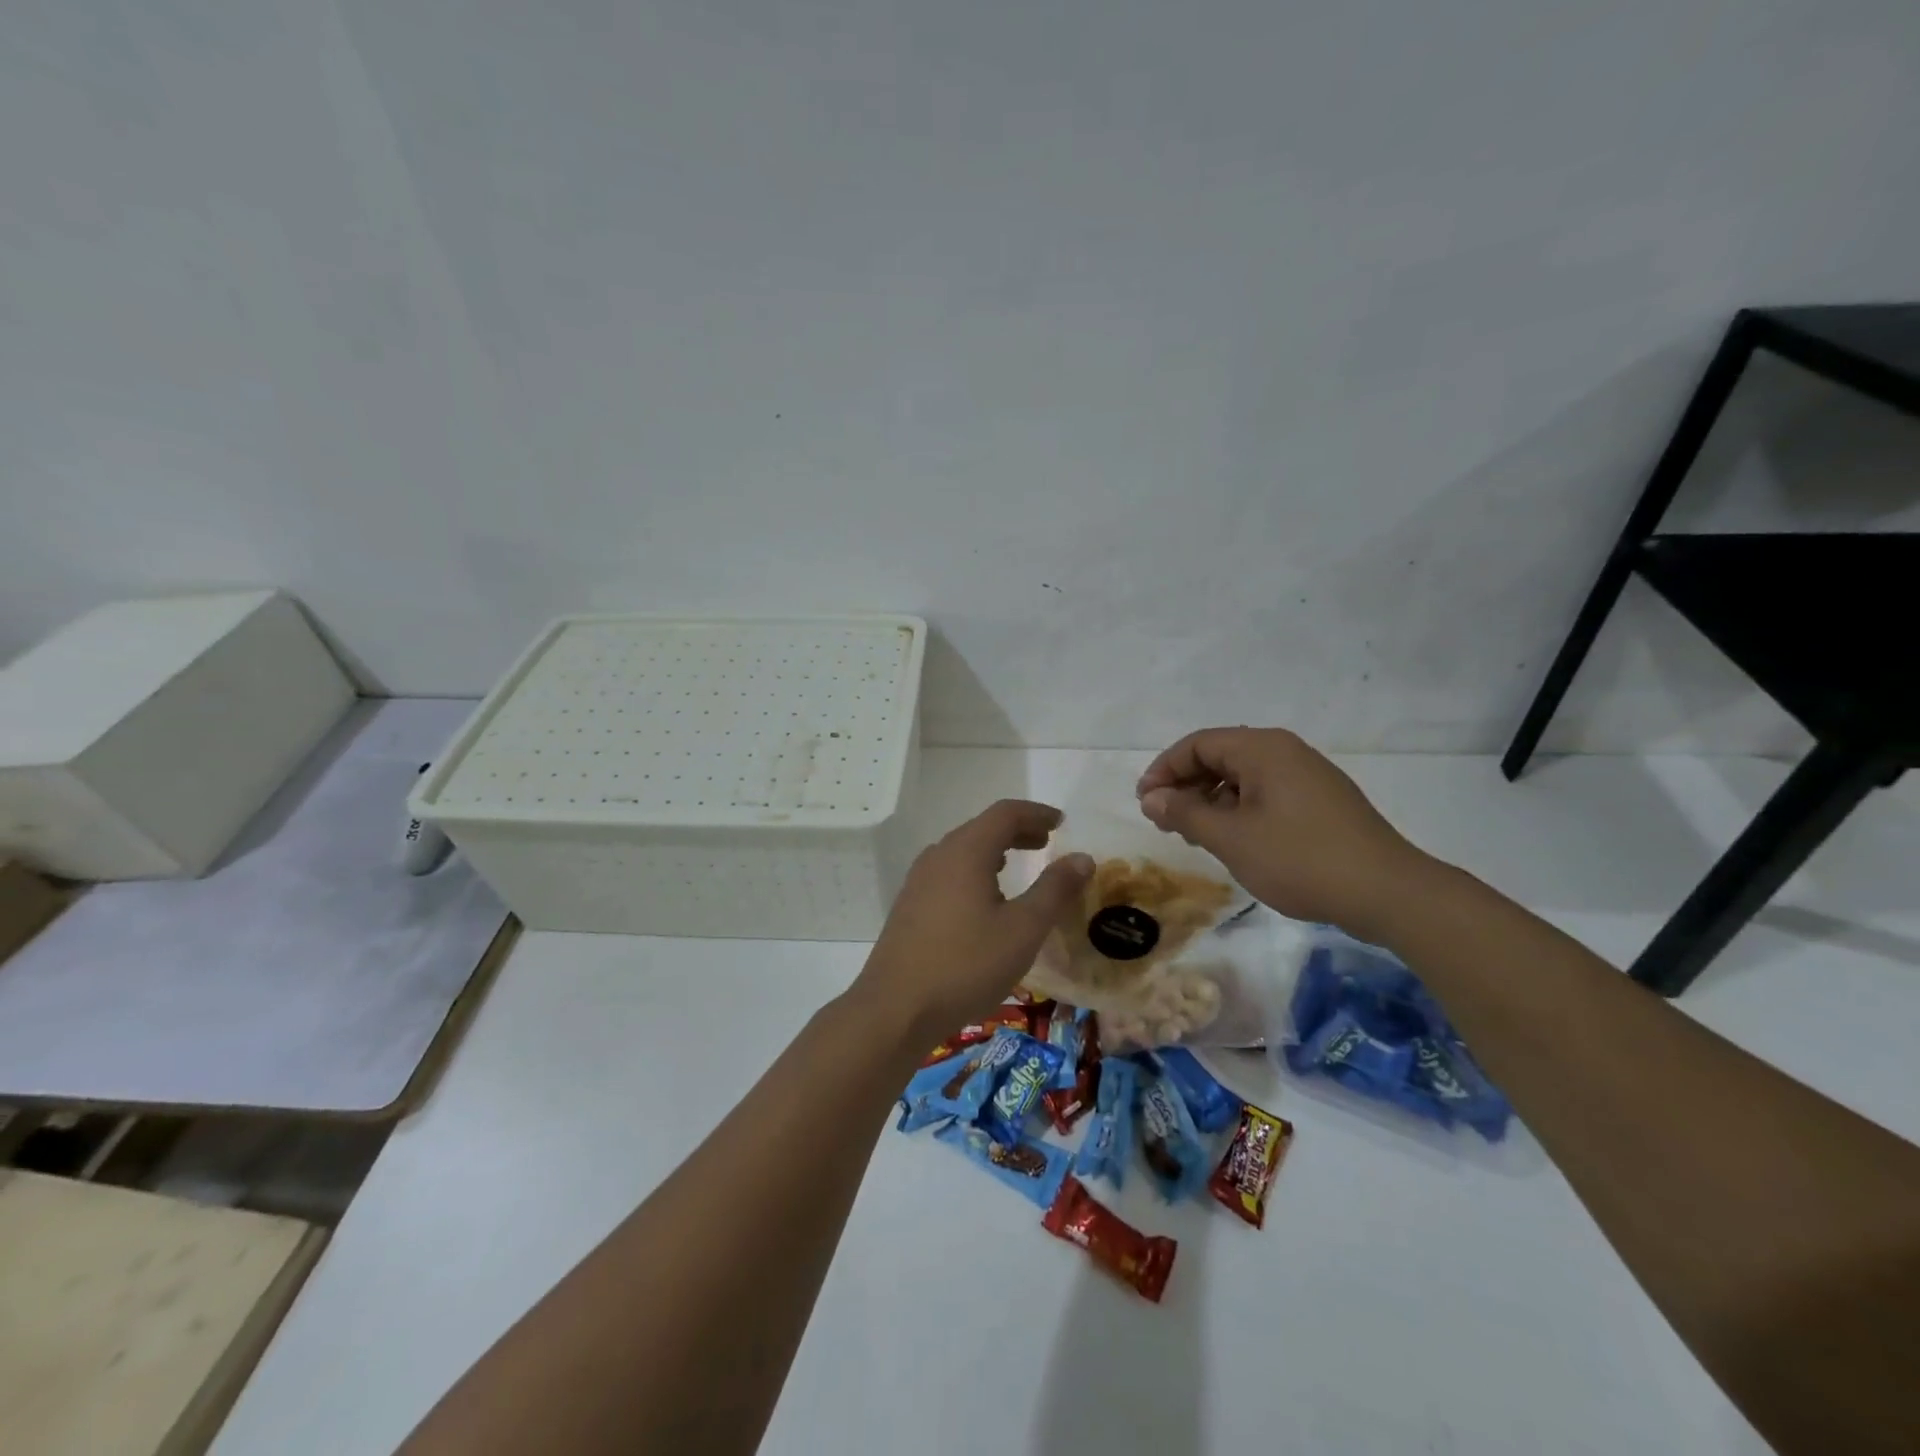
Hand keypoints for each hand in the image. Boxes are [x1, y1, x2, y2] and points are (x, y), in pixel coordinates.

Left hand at [853, 800, 1092, 1039]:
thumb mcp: (1023, 929)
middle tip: (1046, 843)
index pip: (1005, 813)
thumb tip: (1082, 857)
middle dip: (1017, 831)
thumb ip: (1054, 889)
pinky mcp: (910, 905)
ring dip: (994, 850)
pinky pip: (948, 871)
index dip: (1036, 813)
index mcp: (966, 851)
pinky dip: (974, 870)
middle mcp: (938, 856)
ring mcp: (919, 880)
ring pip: (962, 850)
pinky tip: (983, 899)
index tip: (1061, 823)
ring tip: (1017, 866)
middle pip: (982, 828)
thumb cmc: (966, 965)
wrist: (895, 1008)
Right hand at [1136, 727, 1430, 938]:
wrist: (1388, 892)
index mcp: (1262, 749)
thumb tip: (1152, 798)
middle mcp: (1285, 751)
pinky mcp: (1321, 800)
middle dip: (1186, 786)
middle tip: (1165, 822)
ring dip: (1210, 800)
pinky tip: (1233, 840)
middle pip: (1220, 756)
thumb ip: (1185, 814)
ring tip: (1194, 836)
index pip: (1198, 744)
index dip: (1164, 770)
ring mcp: (1307, 775)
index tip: (1145, 804)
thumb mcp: (1231, 838)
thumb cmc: (1300, 859)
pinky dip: (1239, 809)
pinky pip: (1266, 793)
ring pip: (1243, 777)